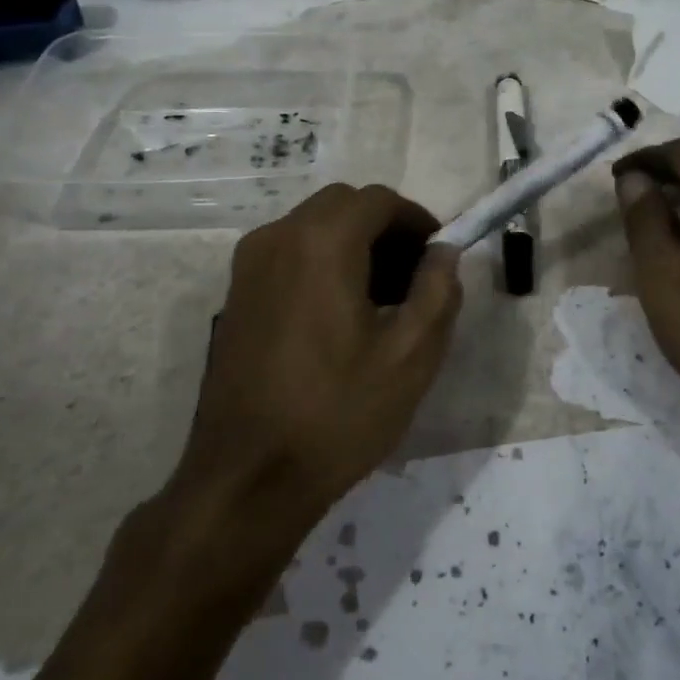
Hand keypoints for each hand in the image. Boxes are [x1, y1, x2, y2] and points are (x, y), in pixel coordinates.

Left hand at [175, 185, 463, 528]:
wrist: (246, 479)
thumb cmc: (337, 413)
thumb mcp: (410, 356)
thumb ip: (438, 291)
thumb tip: (444, 253)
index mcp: (321, 243)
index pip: (378, 200)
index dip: (417, 220)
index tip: (438, 257)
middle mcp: (277, 238)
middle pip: (343, 205)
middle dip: (385, 229)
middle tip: (414, 277)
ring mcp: (248, 266)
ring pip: (313, 227)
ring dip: (353, 244)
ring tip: (382, 299)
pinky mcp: (236, 294)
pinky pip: (289, 253)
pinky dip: (322, 261)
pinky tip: (340, 315)